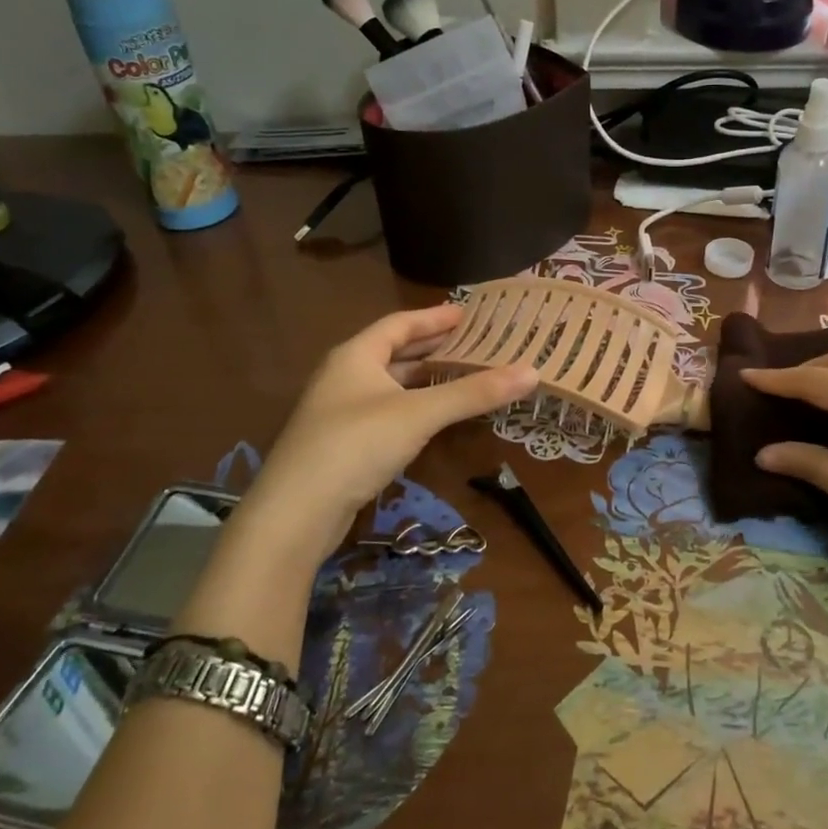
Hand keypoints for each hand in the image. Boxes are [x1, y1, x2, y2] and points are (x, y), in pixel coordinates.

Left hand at [244, 305, 536, 564]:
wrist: (295, 514)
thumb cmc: (356, 445)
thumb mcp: (419, 414)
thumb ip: (473, 393)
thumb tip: (532, 371)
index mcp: (356, 356)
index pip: (400, 324)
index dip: (434, 317)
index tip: (467, 314)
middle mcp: (344, 376)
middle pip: (394, 352)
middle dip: (433, 346)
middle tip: (472, 342)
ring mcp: (340, 411)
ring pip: (391, 384)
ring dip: (424, 378)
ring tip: (462, 374)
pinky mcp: (343, 444)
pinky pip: (387, 411)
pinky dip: (414, 406)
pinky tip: (434, 417)